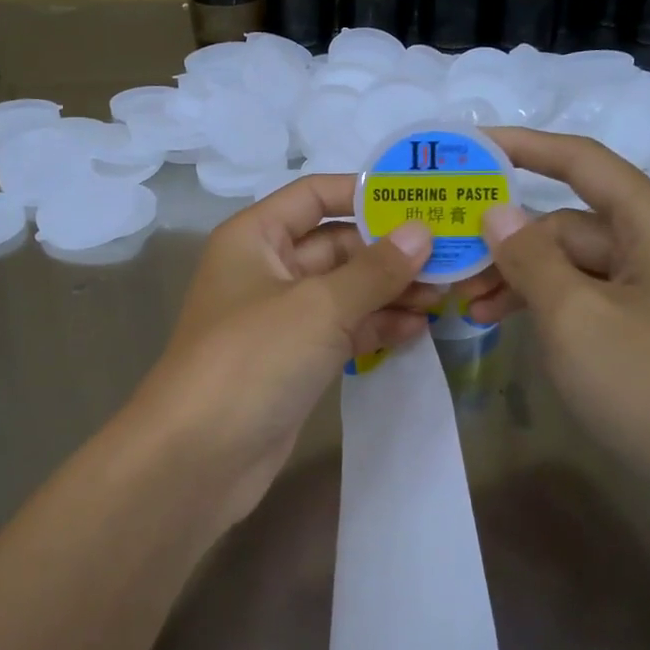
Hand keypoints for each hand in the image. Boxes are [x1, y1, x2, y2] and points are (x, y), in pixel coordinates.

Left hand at [128, 175, 434, 530]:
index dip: (366, 193)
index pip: (315, 195)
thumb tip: (423, 232)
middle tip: (451, 258)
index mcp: (256, 236)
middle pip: (336, 245)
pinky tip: (417, 331)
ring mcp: (281, 318)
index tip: (423, 200)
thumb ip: (375, 269)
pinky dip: (375, 327)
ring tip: (445, 297)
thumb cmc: (254, 358)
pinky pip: (341, 330)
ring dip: (390, 292)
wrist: (198, 456)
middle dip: (390, 252)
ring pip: (344, 291)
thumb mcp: (319, 305)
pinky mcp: (294, 360)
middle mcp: (266, 269)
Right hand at [452, 128, 649, 497]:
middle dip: (509, 242)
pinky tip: (511, 327)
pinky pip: (589, 298)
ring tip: (472, 309)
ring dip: (522, 280)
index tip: (470, 145)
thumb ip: (529, 258)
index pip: (580, 161)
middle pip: (568, 222)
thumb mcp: (575, 317)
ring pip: (574, 265)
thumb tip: (497, 212)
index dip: (523, 146)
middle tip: (452, 268)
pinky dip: (549, 307)